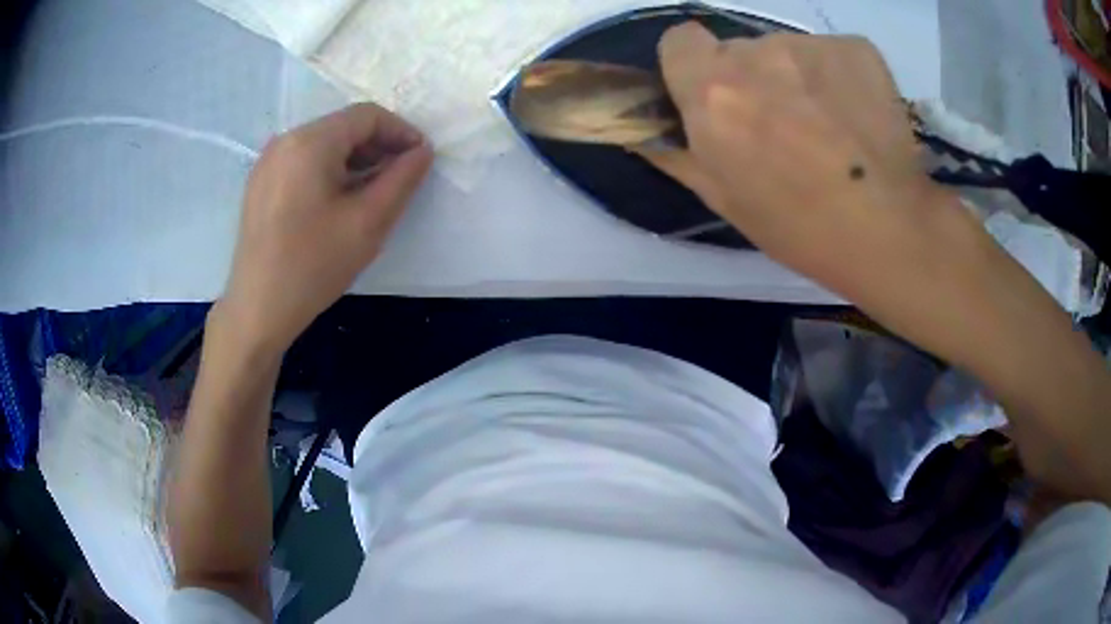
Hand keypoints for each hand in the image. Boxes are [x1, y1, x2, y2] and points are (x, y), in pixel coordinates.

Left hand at [217, 103, 432, 353]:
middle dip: (378, 146)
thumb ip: (402, 179)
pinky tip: (339, 202)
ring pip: (323, 145)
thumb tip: (422, 151)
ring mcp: (267, 163)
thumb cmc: (313, 265)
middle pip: (342, 127)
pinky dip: (329, 171)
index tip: (420, 159)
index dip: (401, 131)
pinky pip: (303, 162)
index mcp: (309, 141)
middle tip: (400, 178)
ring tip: (373, 191)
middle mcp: (284, 141)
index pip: (367, 115)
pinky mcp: (260, 184)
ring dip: (355, 159)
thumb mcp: (368, 222)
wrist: (258, 310)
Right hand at [639, 24, 982, 313]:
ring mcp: (809, 45)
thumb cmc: (798, 226)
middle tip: (783, 125)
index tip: (716, 94)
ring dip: (797, 77)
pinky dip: (838, 75)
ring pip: (788, 51)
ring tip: (830, 127)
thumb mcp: (722, 198)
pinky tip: (858, 116)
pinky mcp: (855, 47)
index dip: (694, 64)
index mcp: (711, 91)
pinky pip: (831, 52)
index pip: (680, 39)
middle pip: (740, 49)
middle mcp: (755, 53)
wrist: (889, 230)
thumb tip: (640, 129)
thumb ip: (675, 152)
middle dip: (752, 78)